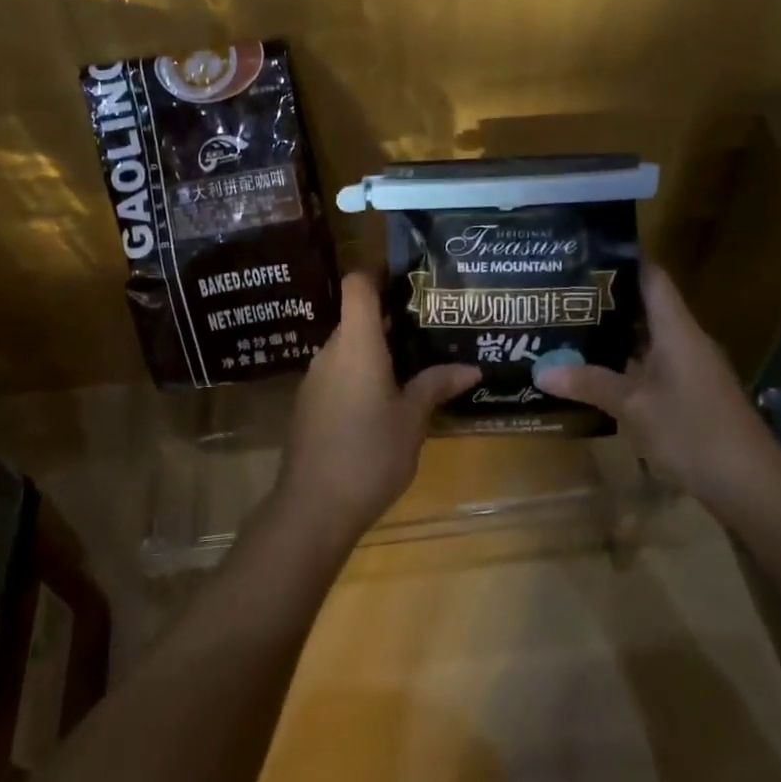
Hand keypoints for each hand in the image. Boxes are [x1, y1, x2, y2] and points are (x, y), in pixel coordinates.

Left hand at [278, 274, 479, 542]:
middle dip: (391, 319)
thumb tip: (471, 368)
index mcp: (356, 343)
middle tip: (430, 328)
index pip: (358, 285)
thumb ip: (436, 385)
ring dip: (377, 350)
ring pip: (348, 348)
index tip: (409, 282)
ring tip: (415, 364)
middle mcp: (331, 351)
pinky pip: (339, 373)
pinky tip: (385, 400)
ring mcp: (315, 378)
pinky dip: (361, 374)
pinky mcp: (309, 403)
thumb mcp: (412, 420)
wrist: (313, 506)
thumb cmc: (370, 453)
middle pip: (356, 317)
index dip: (379, 274)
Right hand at [536, 264, 775, 508]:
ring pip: (647, 340)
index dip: (622, 261)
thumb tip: (542, 371)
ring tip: (568, 329)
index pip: (651, 277)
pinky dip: (624, 364)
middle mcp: (686, 341)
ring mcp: (690, 369)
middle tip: (560, 297)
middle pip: (645, 307)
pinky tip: (594, 373)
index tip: (584, 255)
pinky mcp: (690, 395)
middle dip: (605, 301)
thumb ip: (590, 383)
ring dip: (612, 336)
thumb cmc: (694, 431)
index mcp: (677, 330)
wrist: (752, 486)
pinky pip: (652, 366)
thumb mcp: (635, 406)